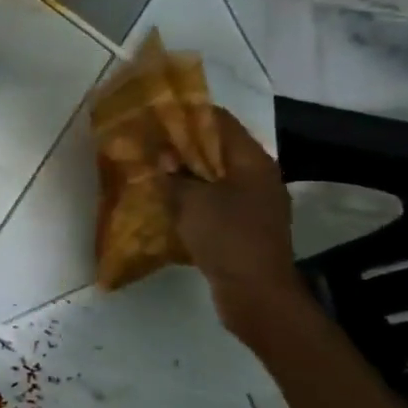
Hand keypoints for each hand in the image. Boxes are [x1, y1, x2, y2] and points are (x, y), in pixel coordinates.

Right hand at [161, 108, 304, 330]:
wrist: (256, 293)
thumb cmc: (227, 237)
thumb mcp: (191, 200)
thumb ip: (174, 174)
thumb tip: (162, 156)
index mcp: (252, 161)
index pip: (220, 123)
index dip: (188, 115)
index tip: (156, 114)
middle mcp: (259, 177)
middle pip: (218, 149)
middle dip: (183, 146)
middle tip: (148, 144)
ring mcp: (255, 204)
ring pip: (215, 177)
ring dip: (187, 174)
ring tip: (153, 172)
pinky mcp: (246, 227)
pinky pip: (216, 201)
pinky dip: (194, 197)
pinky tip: (169, 203)